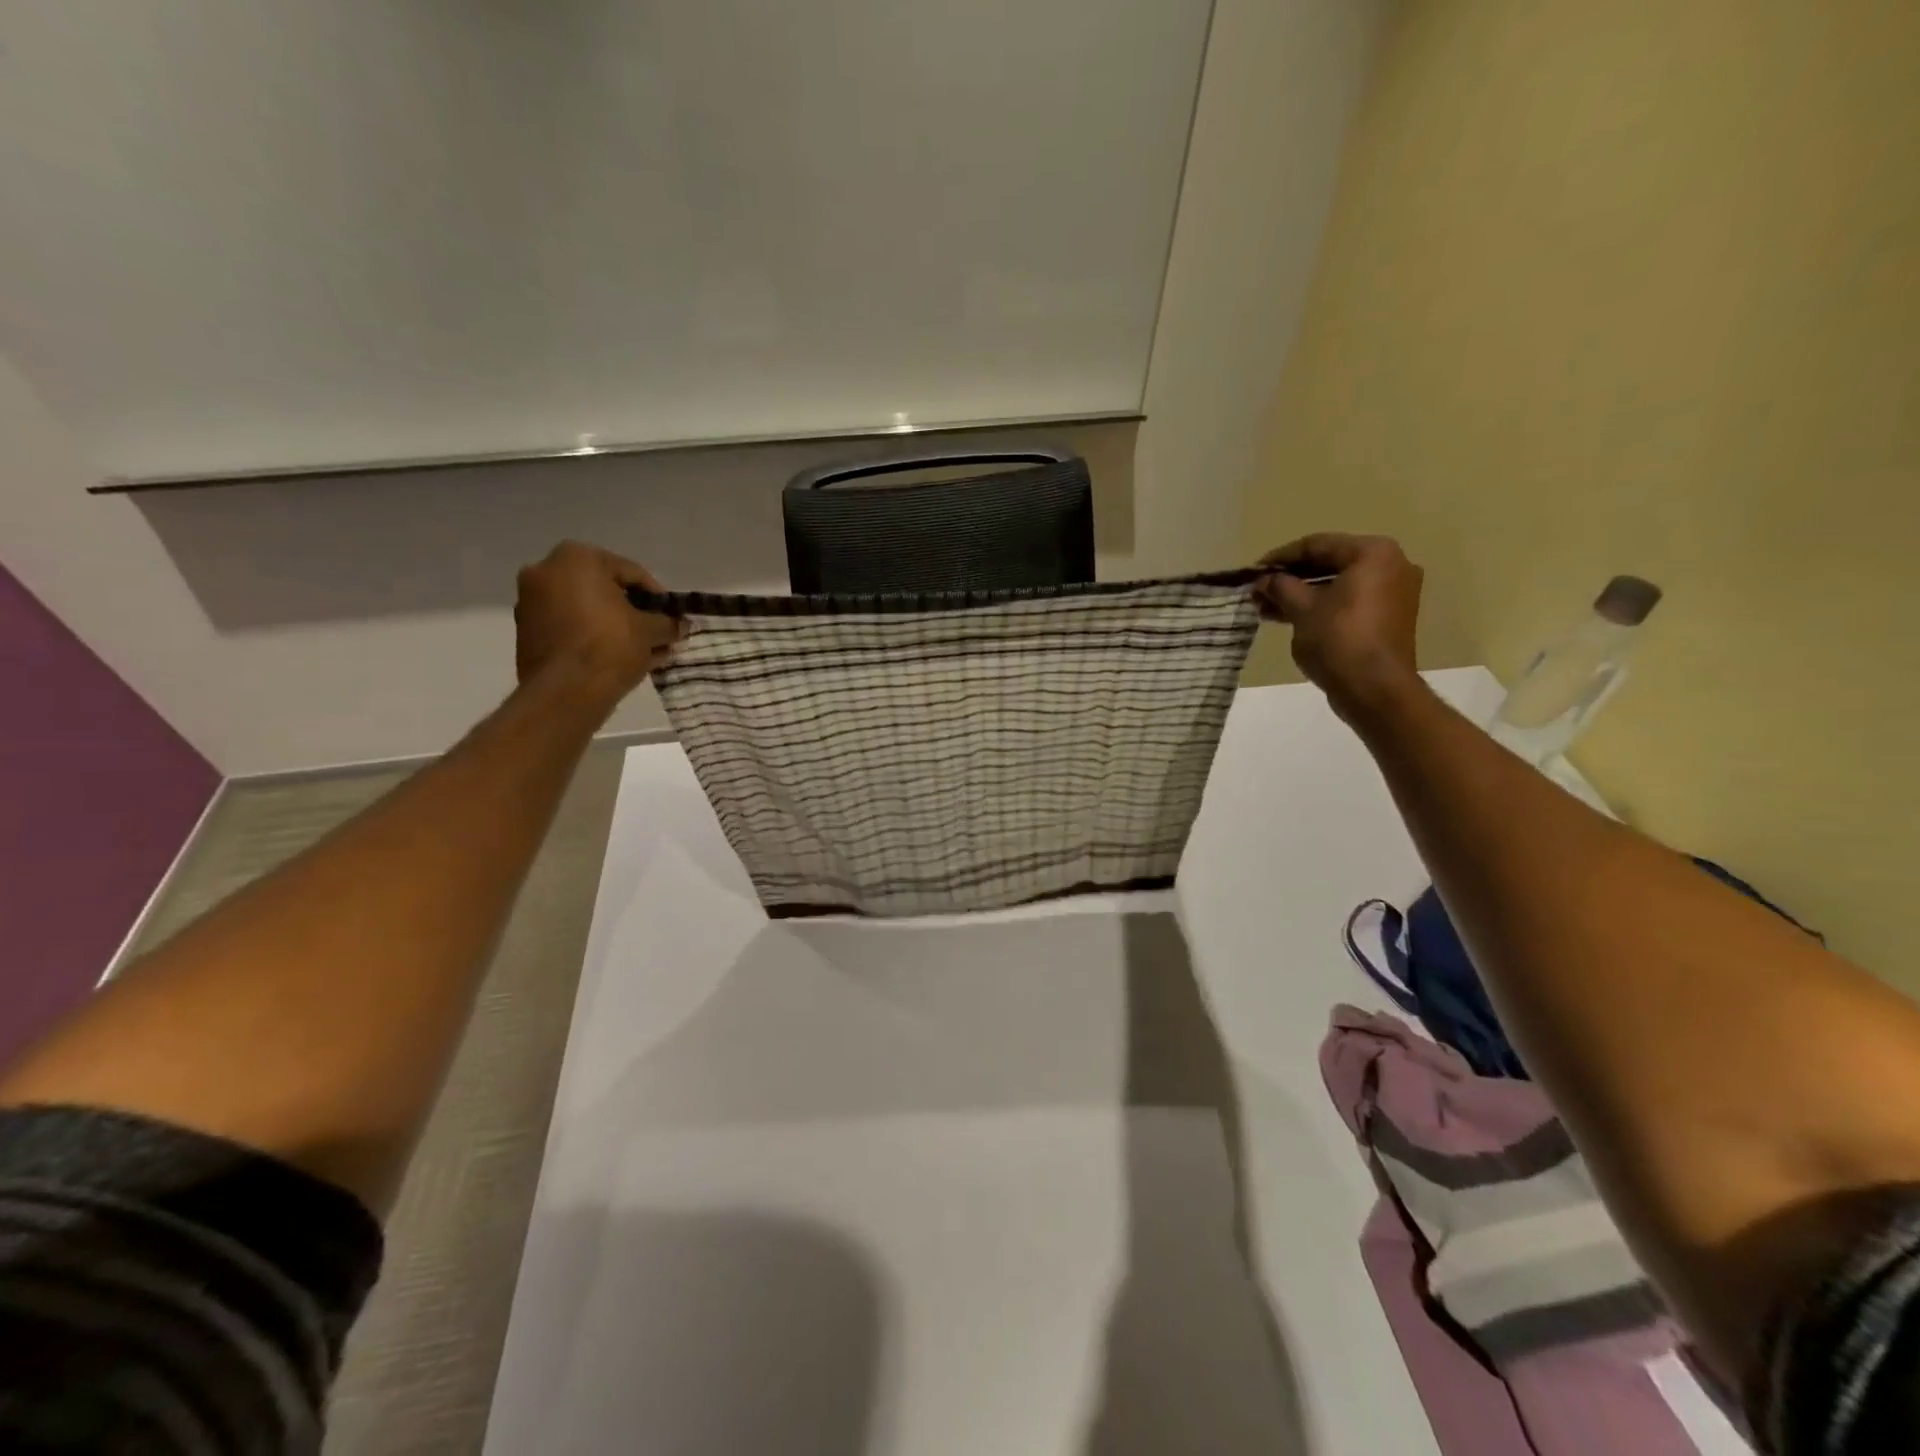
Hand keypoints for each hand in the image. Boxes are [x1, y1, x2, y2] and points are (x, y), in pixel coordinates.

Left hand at [514, 541, 683, 700]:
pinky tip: (615, 657)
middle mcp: (547, 570)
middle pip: (604, 588)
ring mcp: (530, 600)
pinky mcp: (526, 630)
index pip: (631, 572)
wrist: (565, 691)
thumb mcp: (650, 632)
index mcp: (577, 558)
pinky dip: (592, 635)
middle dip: (633, 611)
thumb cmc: (610, 646)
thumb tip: (681, 625)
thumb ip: (668, 623)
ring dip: (613, 624)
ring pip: (585, 608)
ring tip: (640, 649)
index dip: (658, 597)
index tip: (672, 617)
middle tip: (655, 632)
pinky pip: (569, 625)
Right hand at [1255, 533, 1423, 721]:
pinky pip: (1349, 601)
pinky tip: (1289, 617)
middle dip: (1290, 579)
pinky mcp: (1389, 617)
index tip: (1253, 572)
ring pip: (1338, 585)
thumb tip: (1264, 579)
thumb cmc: (1338, 640)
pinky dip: (1321, 606)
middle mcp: (1391, 565)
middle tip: (1259, 592)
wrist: (1375, 689)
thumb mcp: (1301, 609)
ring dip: (1302, 594)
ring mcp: (1394, 592)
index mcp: (1372, 553)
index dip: (1280, 558)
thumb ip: (1281, 587)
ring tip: (1267, 608)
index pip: (1317, 545)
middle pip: (1329, 563)